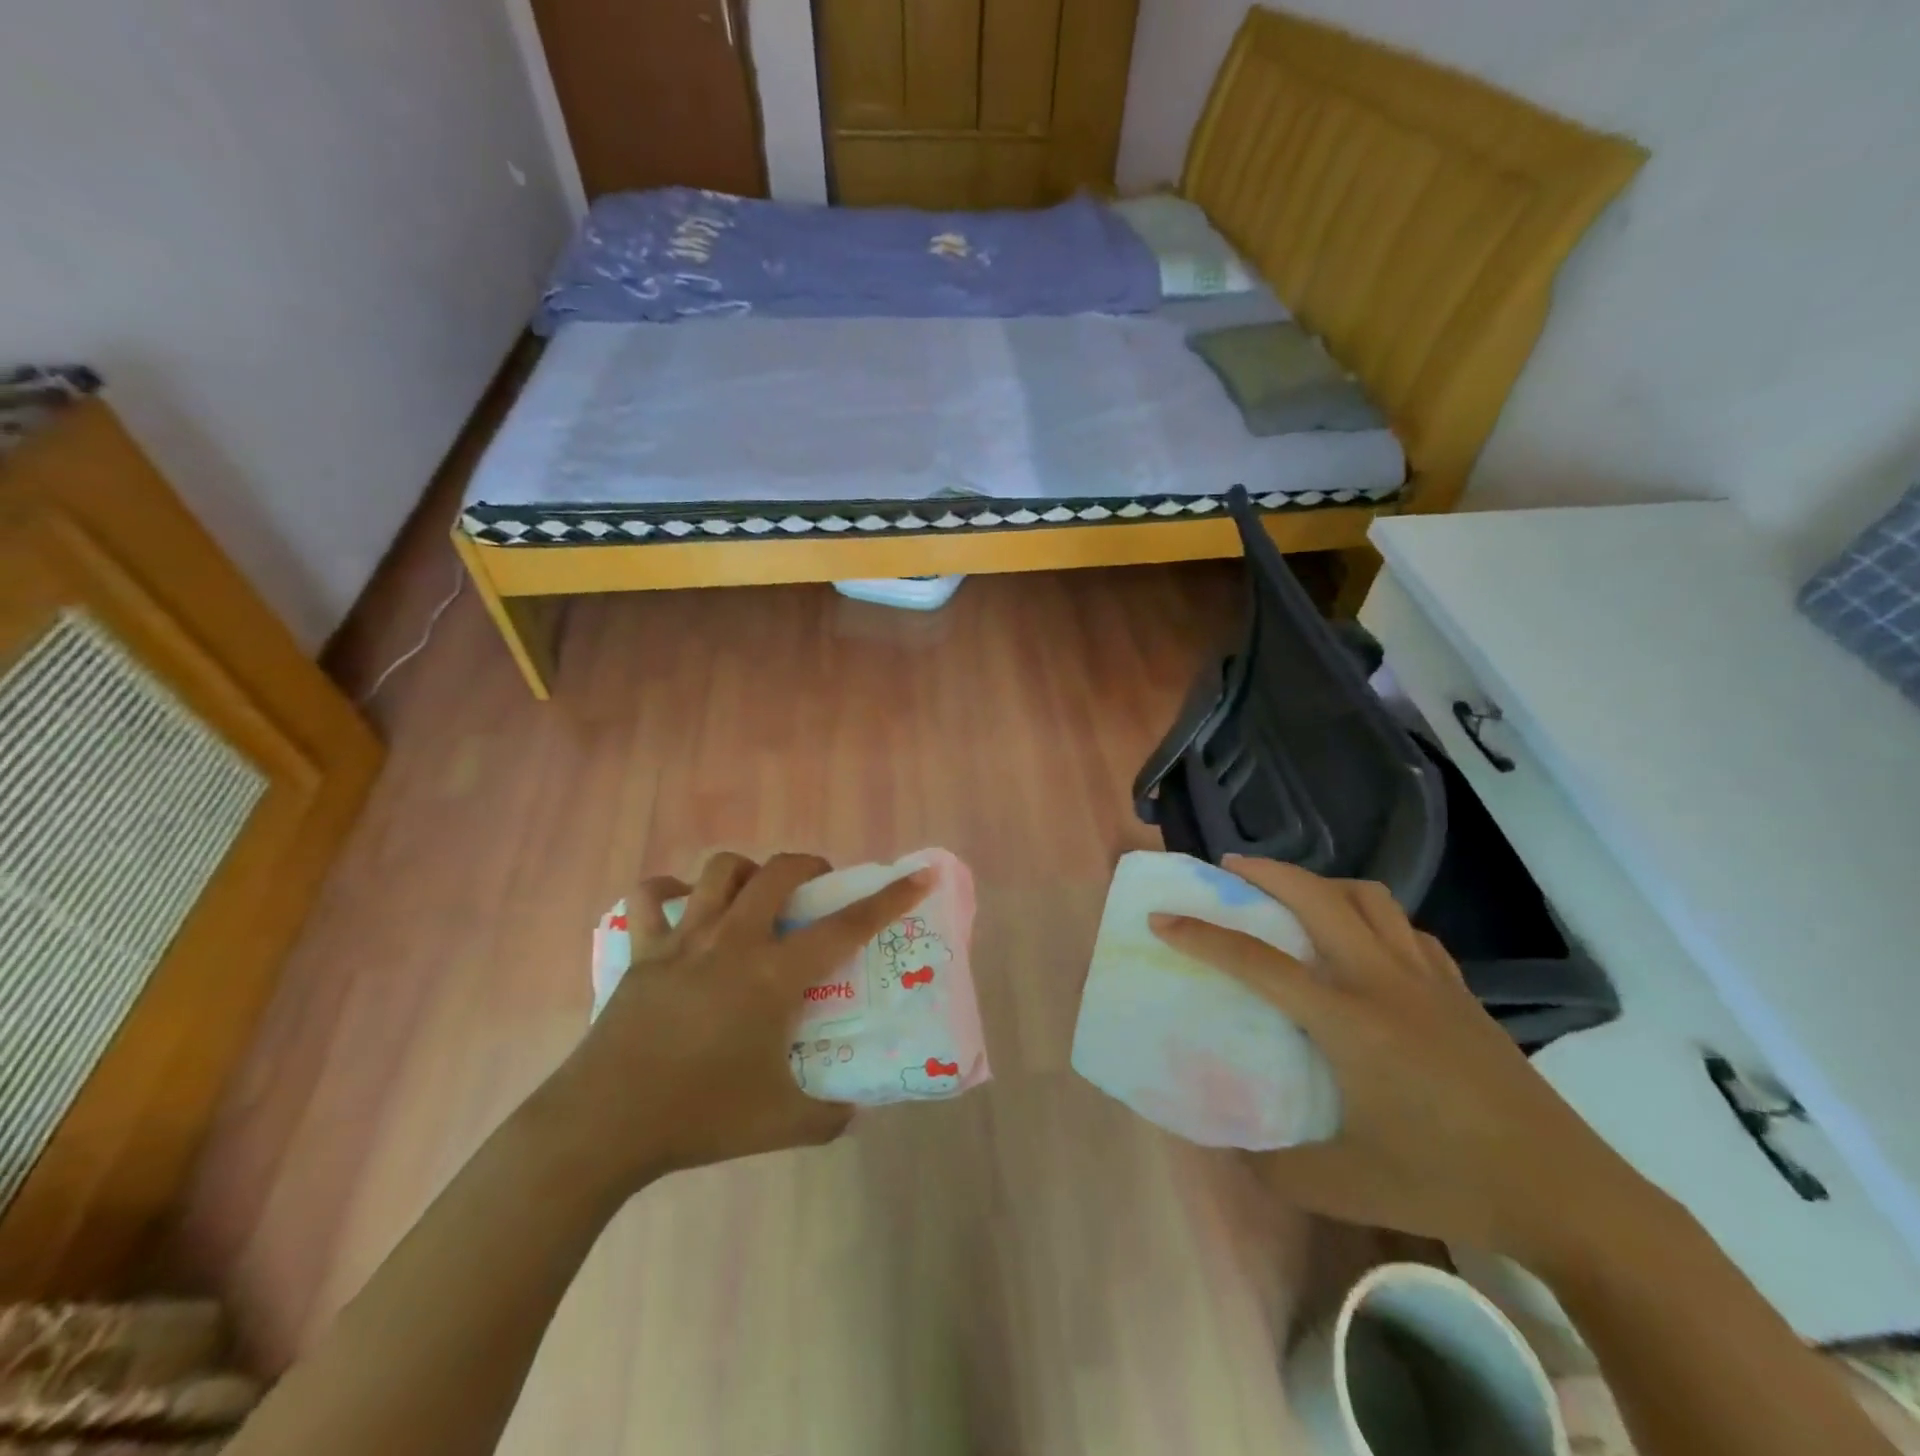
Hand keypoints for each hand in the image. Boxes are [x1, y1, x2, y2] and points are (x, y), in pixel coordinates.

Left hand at [548, 851, 930, 1194]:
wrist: (603, 1126)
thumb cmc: (699, 1117)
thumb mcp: (781, 1124)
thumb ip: (829, 1116)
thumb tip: (854, 1109)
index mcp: (774, 976)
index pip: (846, 926)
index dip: (890, 898)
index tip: (919, 875)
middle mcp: (734, 941)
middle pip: (779, 872)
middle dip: (811, 866)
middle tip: (819, 889)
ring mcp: (684, 939)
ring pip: (721, 870)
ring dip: (748, 871)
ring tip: (755, 896)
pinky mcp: (643, 950)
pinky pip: (650, 897)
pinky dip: (668, 891)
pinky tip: (682, 906)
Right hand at [1149, 857, 1650, 1265]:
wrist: (1568, 1195)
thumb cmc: (1448, 1181)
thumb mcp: (1346, 1185)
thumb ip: (1277, 1165)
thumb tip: (1233, 1144)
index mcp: (1348, 1020)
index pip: (1257, 962)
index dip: (1201, 936)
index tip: (1163, 917)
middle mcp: (1384, 981)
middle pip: (1317, 897)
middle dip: (1266, 872)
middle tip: (1230, 869)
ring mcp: (1429, 981)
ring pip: (1370, 899)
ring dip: (1323, 883)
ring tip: (1295, 895)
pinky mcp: (1461, 992)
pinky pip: (1407, 930)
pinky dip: (1373, 917)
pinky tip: (1366, 944)